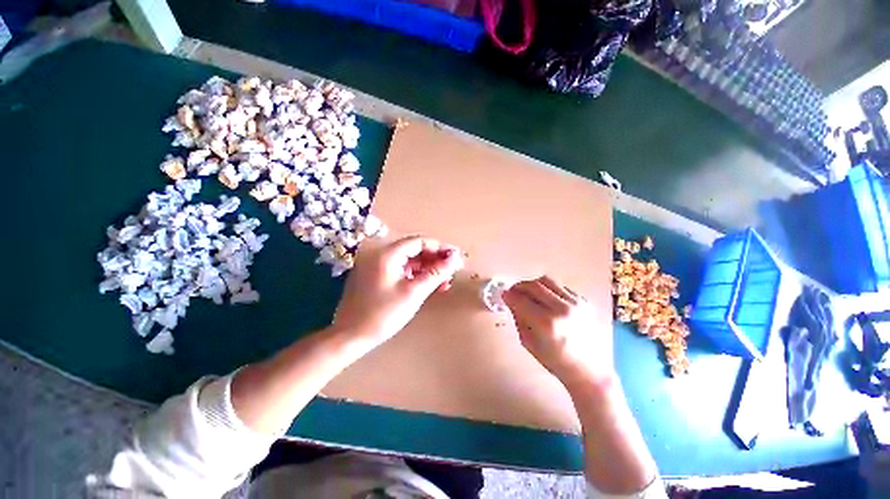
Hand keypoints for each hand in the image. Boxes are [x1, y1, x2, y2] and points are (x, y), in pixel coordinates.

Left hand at [333, 236, 463, 344]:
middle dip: (435, 260)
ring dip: (428, 269)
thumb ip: (437, 273)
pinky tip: (429, 285)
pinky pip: (401, 270)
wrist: (350, 337)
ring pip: (409, 261)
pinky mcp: (377, 276)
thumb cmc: (383, 314)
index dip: (440, 248)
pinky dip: (416, 276)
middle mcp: (381, 254)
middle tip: (453, 271)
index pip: (420, 242)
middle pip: (415, 250)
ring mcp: (378, 265)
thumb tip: (456, 258)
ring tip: (445, 282)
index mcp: (387, 254)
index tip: (457, 257)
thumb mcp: (414, 292)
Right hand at [503, 276, 614, 388]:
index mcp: (547, 324)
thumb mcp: (529, 342)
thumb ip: (518, 317)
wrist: (588, 369)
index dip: (509, 295)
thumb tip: (510, 299)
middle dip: (520, 286)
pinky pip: (561, 287)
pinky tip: (547, 301)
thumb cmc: (555, 361)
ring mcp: (576, 304)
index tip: (504, 295)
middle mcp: (563, 310)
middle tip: (514, 291)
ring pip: (548, 281)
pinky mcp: (585, 302)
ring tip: (529, 293)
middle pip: (534, 285)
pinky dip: (549, 290)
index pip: (521, 300)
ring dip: (534, 285)